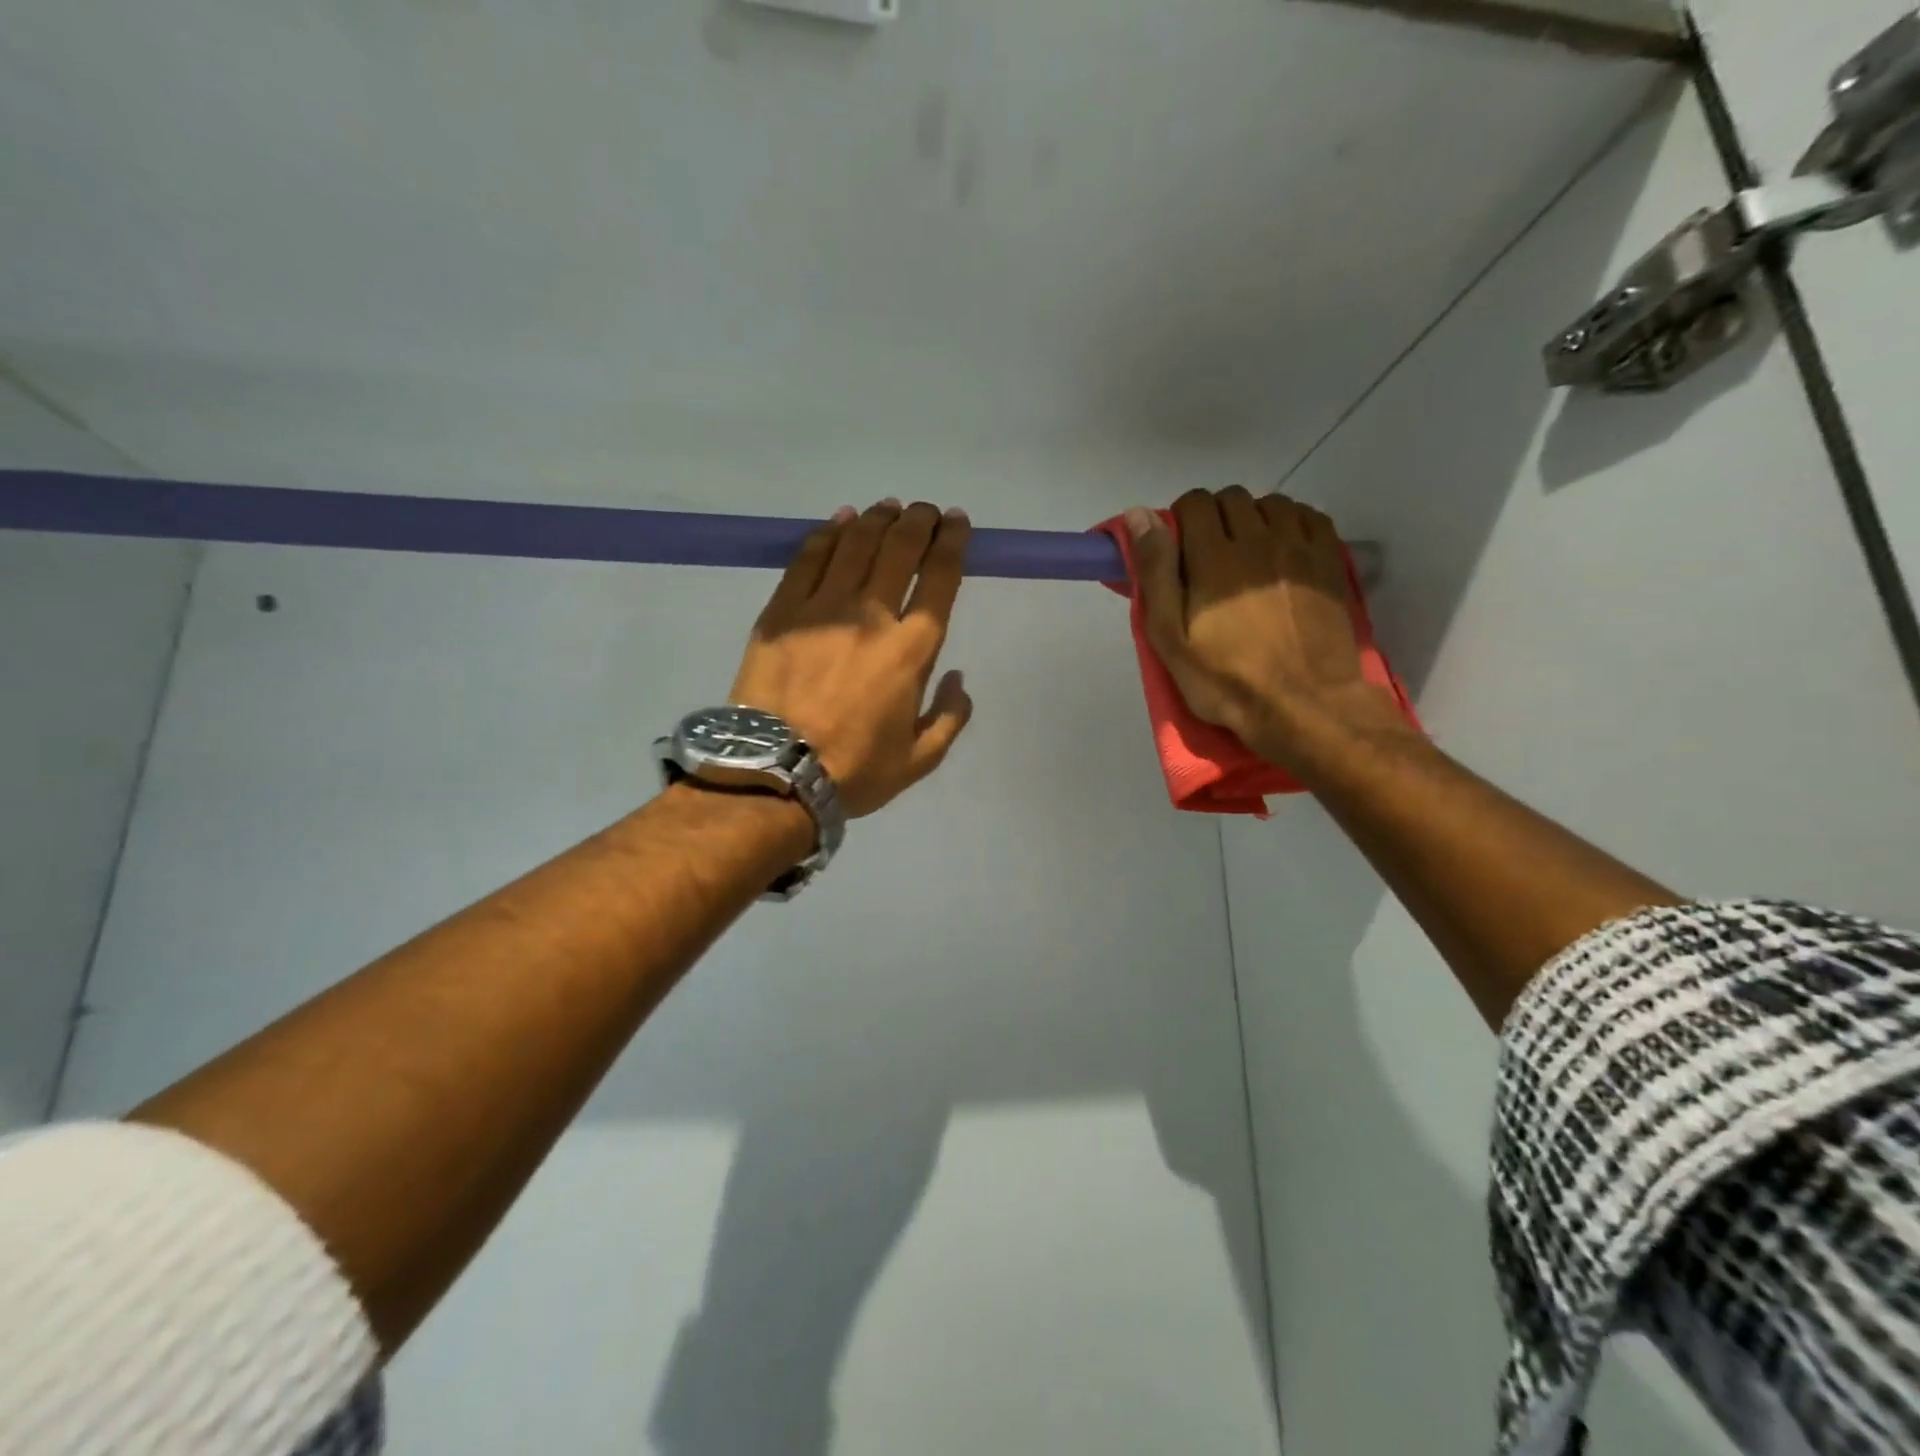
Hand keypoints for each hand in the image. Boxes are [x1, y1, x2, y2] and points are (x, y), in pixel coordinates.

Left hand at [732, 499, 973, 818]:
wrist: (773, 774)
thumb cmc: (853, 770)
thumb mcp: (919, 760)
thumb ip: (949, 717)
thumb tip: (958, 679)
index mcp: (910, 651)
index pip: (939, 580)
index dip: (952, 543)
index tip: (957, 523)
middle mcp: (871, 617)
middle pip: (899, 550)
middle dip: (918, 521)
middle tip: (925, 511)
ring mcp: (822, 609)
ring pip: (855, 545)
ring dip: (877, 519)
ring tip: (889, 508)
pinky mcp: (782, 611)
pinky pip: (808, 559)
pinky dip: (828, 533)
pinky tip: (840, 520)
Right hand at [1126, 487, 1408, 771]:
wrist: (1302, 705)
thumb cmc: (1225, 679)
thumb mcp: (1170, 636)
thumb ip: (1155, 572)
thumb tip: (1138, 516)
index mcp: (1213, 558)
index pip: (1195, 504)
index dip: (1180, 519)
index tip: (1177, 549)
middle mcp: (1258, 540)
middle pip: (1232, 498)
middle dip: (1214, 516)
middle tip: (1208, 555)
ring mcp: (1300, 549)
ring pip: (1272, 503)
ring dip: (1253, 517)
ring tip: (1247, 552)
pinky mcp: (1330, 563)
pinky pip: (1310, 517)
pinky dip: (1291, 522)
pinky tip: (1283, 549)